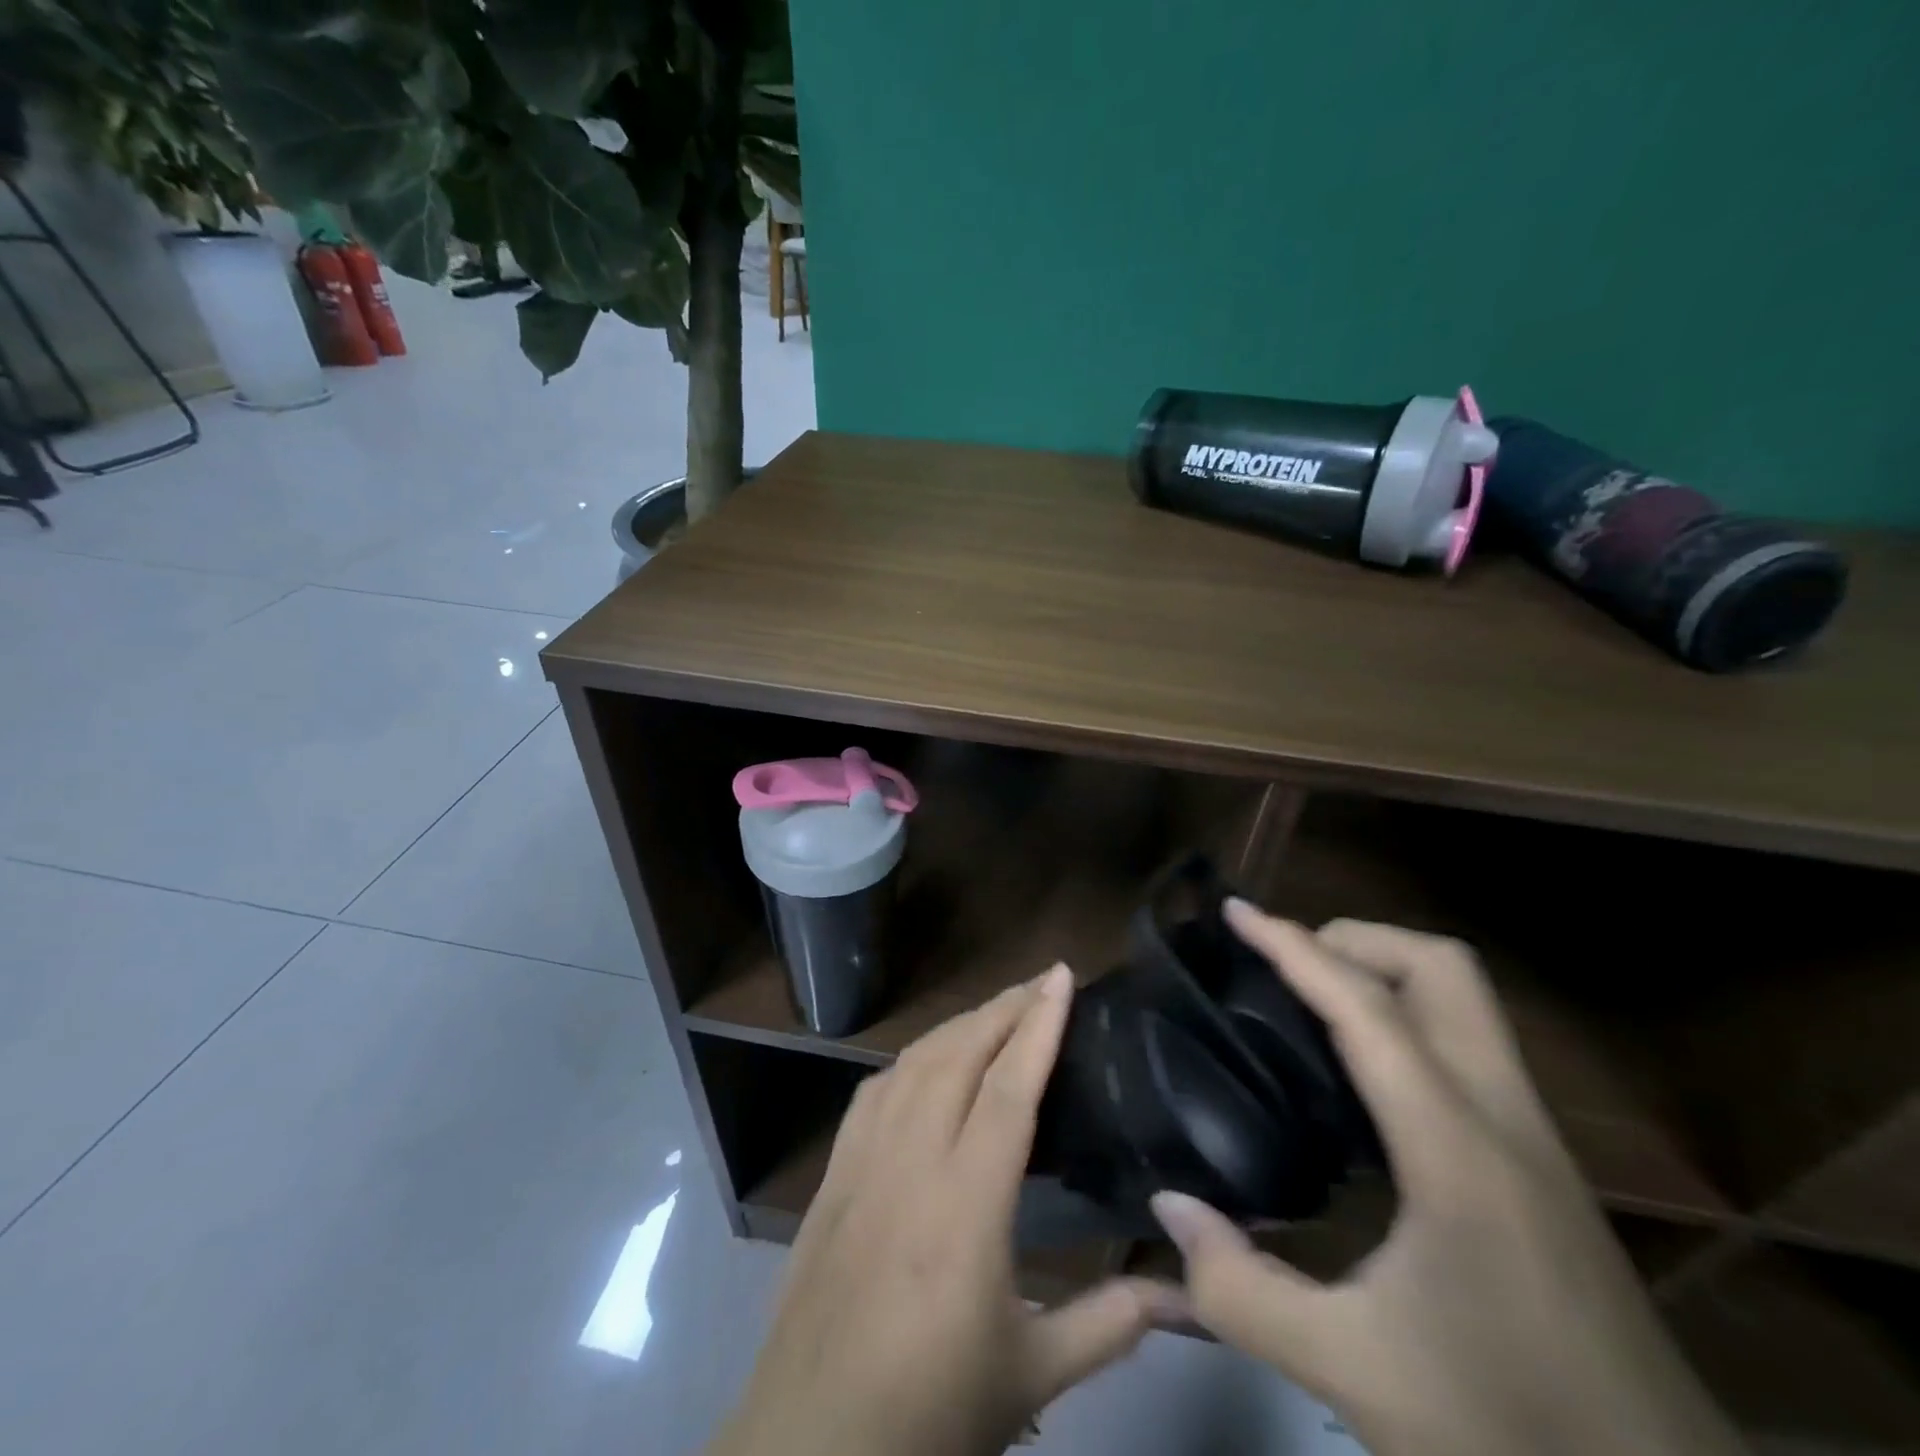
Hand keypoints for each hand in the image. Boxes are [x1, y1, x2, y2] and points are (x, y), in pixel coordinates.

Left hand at [711, 966, 1184, 1455]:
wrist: (810, 1448)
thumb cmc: (929, 1411)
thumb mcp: (1031, 1374)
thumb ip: (1111, 1324)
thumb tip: (1186, 1294)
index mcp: (964, 1204)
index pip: (1008, 1088)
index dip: (1038, 1024)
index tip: (1061, 977)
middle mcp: (909, 1162)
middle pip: (958, 1056)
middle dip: (1003, 1008)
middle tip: (1041, 980)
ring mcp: (861, 1164)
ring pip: (911, 1065)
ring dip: (957, 1026)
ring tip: (996, 1011)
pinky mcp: (830, 1178)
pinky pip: (872, 1094)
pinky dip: (908, 1062)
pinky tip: (924, 1065)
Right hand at [1151, 903, 1747, 1455]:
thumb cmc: (1511, 1433)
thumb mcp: (1354, 1372)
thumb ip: (1241, 1290)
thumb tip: (1168, 1205)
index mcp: (1456, 1148)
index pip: (1366, 1007)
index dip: (1293, 947)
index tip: (1236, 912)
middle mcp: (1503, 1117)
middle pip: (1441, 968)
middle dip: (1353, 941)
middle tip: (1282, 964)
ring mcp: (1533, 1137)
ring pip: (1464, 1000)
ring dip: (1382, 973)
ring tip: (1307, 1002)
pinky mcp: (1540, 1164)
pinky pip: (1466, 1044)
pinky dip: (1404, 1019)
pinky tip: (1358, 1076)